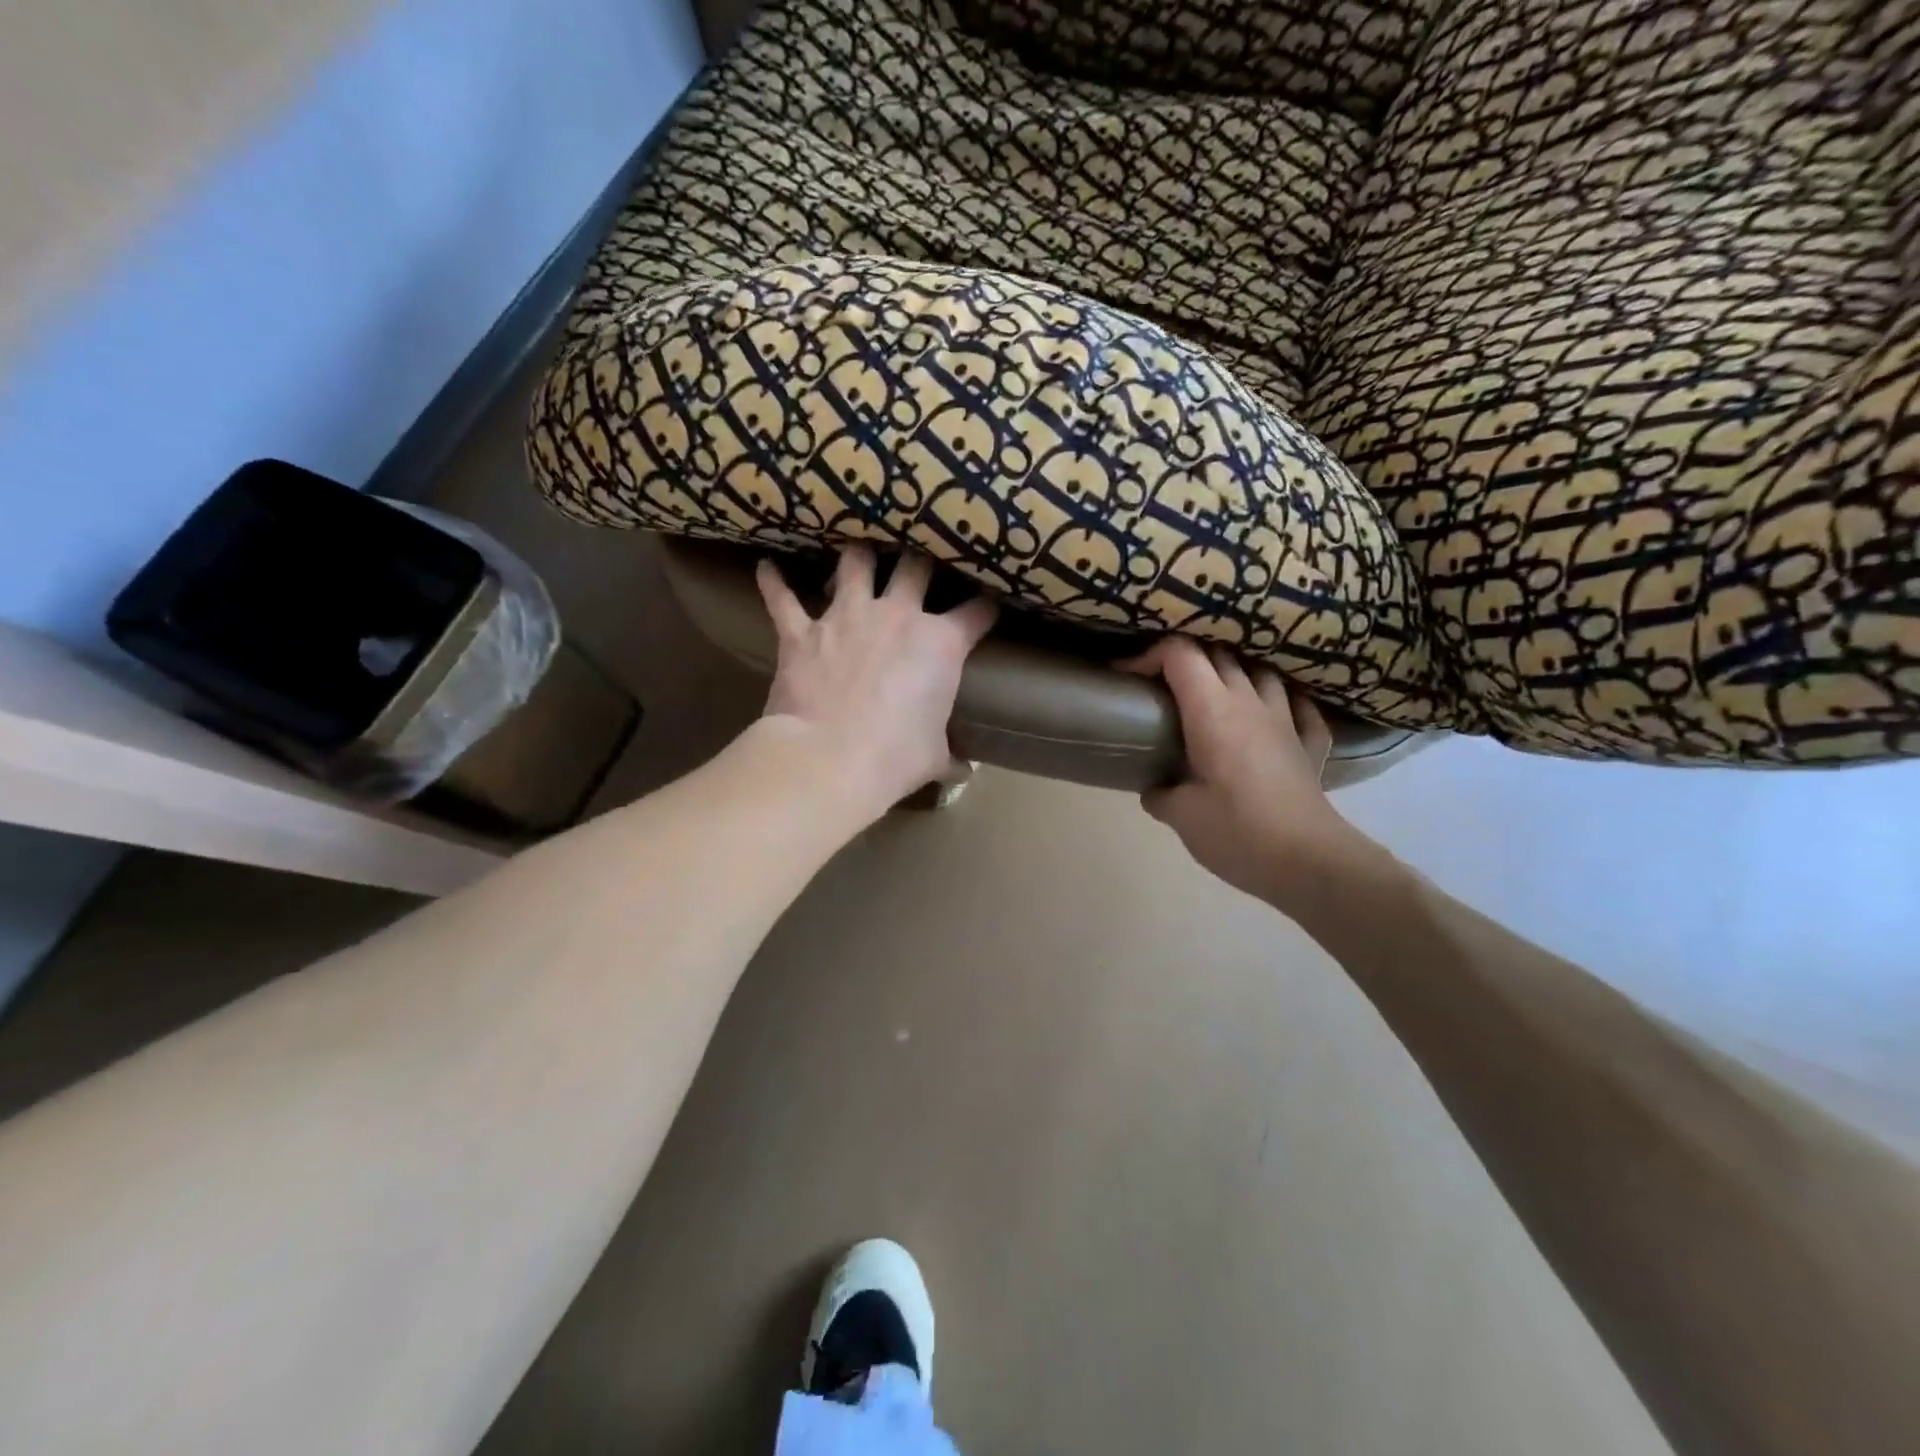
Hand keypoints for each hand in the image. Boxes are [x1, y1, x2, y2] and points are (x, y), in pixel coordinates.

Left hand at [756, 546, 996, 822]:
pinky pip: (782, 598)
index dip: (986, 607)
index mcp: (941, 644)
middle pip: (916, 565)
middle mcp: (897, 615)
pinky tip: (766, 568)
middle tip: (920, 564)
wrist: (829, 761)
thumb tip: (965, 774)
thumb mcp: (934, 758)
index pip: (977, 612)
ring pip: (854, 562)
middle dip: (922, 560)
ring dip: (857, 556)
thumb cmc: (895, 759)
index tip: (987, 607)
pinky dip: (774, 582)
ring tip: (857, 554)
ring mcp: (847, 617)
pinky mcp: (802, 631)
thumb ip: (951, 757)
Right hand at [1121, 638, 1380, 913]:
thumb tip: (1155, 788)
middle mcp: (1250, 702)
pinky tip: (1274, 715)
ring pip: (1261, 672)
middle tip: (1163, 687)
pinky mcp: (1311, 744)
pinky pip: (1299, 706)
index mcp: (1212, 711)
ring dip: (1235, 673)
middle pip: (1218, 654)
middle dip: (1186, 661)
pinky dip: (1283, 702)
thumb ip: (1160, 794)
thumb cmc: (1237, 832)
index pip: (1179, 654)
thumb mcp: (1181, 816)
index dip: (1149, 655)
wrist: (1308, 862)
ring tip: (1216, 695)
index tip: (1128, 677)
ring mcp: (1286, 719)